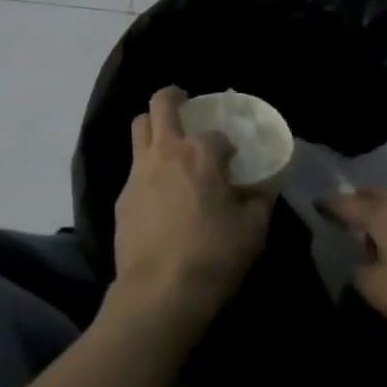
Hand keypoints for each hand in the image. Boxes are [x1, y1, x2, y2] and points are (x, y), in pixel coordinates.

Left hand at [108, 87, 272, 343]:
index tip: (233, 159)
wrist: (159, 290)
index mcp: (200, 154)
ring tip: (166, 138)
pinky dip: (146, 164)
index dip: (226, 144)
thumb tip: (264, 189)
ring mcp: (139, 169)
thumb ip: (260, 203)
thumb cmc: (212, 257)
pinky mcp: (123, 192)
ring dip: (152, 123)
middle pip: (160, 104)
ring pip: (139, 126)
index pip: (216, 134)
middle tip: (183, 102)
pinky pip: (133, 165)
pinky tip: (157, 188)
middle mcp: (166, 150)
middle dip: (172, 96)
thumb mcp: (252, 234)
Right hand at [321, 188, 386, 366]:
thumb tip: (361, 263)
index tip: (315, 209)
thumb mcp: (382, 294)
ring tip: (378, 237)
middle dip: (359, 206)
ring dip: (386, 217)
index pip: (345, 203)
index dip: (328, 207)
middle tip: (345, 221)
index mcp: (383, 212)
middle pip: (375, 198)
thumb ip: (360, 273)